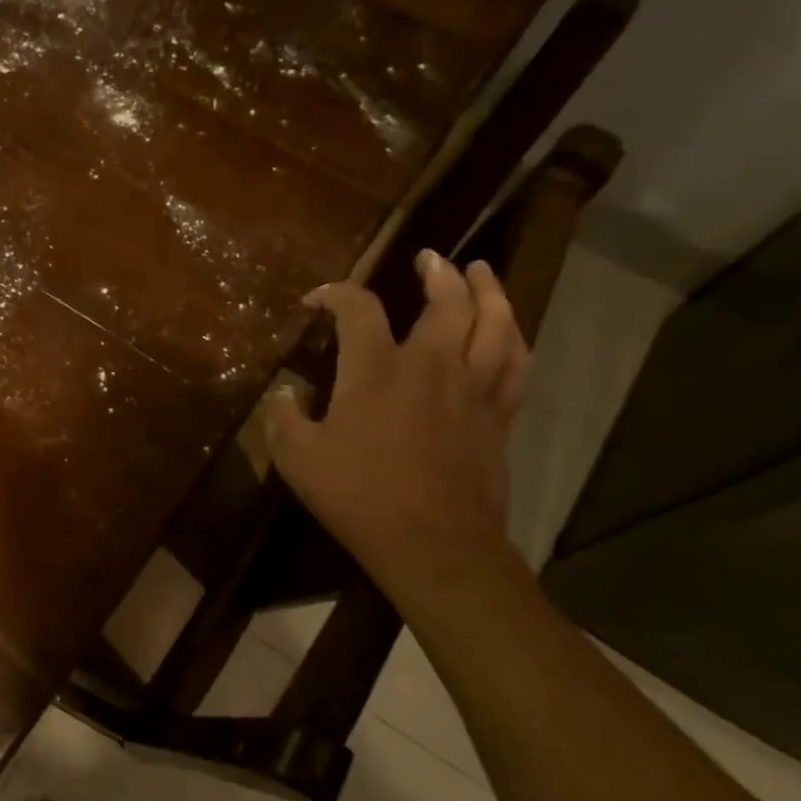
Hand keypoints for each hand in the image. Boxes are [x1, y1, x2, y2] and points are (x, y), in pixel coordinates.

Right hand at [265, 252, 528, 601]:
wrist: (433, 543)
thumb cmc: (358, 496)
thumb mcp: (297, 459)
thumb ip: (284, 418)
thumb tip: (286, 393)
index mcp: (376, 370)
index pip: (358, 308)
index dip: (335, 293)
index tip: (316, 300)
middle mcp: (431, 365)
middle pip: (446, 301)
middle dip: (437, 272)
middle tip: (430, 258)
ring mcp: (473, 388)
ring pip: (494, 322)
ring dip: (488, 291)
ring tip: (480, 273)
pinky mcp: (498, 415)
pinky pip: (516, 363)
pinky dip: (512, 337)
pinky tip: (508, 330)